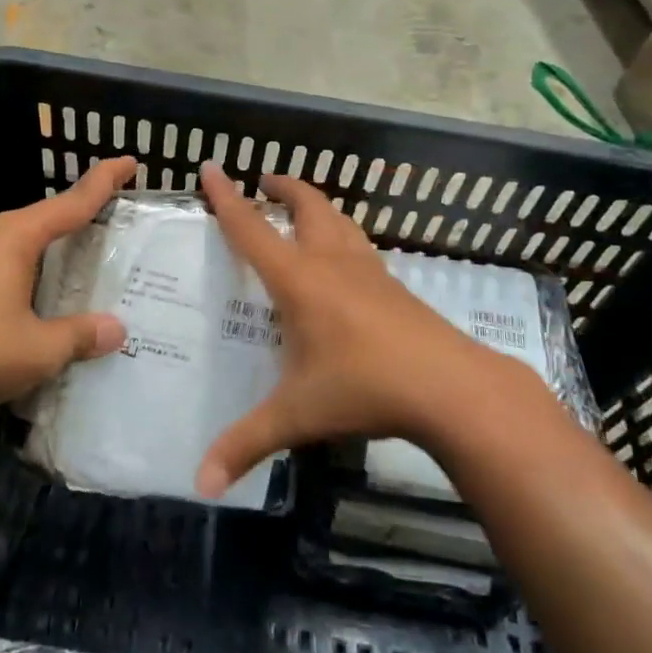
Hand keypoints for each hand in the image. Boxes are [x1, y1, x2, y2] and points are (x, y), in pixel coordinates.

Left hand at [0, 156, 137, 416]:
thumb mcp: (37, 349)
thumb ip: (78, 336)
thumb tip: (116, 330)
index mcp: (18, 239)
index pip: (73, 202)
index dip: (104, 182)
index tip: (130, 161)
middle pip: (45, 220)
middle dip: (79, 217)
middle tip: (113, 223)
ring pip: (21, 246)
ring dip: (51, 251)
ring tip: (80, 263)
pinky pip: (2, 270)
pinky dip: (28, 276)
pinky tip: (33, 302)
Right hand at [195, 162, 540, 498]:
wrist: (451, 388)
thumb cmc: (365, 389)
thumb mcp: (297, 416)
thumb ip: (246, 445)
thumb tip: (199, 485)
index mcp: (300, 281)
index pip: (252, 230)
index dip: (227, 198)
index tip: (210, 167)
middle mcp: (333, 264)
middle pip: (308, 206)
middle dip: (284, 188)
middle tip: (264, 181)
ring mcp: (370, 272)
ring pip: (340, 221)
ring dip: (317, 206)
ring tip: (302, 209)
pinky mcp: (396, 288)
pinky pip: (360, 247)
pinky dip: (342, 236)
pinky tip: (345, 261)